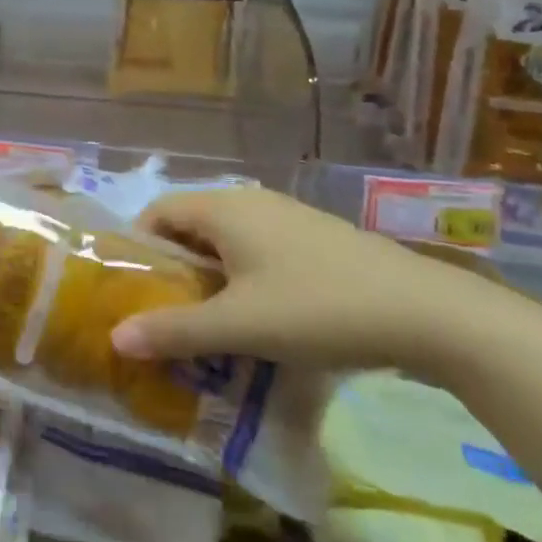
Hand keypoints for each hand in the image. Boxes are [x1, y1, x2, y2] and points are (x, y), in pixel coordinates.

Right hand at [110, 186, 497, 372]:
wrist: (425, 312)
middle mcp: (250, 202)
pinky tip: (260, 318)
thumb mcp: (239, 326)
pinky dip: (243, 278)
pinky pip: (259, 250)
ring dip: (209, 277)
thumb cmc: (317, 309)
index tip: (132, 292)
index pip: (158, 212)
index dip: (137, 247)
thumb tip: (115, 338)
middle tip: (165, 316)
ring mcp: (287, 217)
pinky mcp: (315, 238)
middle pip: (191, 226)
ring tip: (208, 324)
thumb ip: (174, 330)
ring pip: (227, 241)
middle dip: (173, 269)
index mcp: (223, 208)